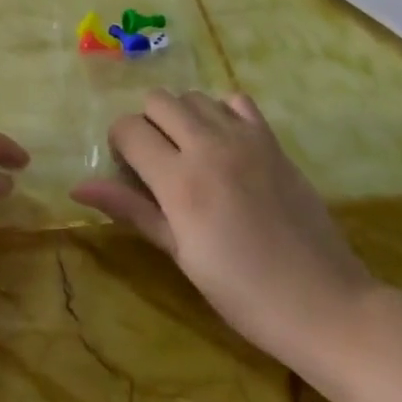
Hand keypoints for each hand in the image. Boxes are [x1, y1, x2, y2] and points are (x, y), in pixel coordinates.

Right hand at [72, 89, 378, 363]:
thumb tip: (77, 186)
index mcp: (180, 181)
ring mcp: (246, 139)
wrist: (325, 304)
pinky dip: (221, 112)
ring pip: (194, 96)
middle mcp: (209, 147)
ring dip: (182, 116)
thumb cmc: (242, 292)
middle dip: (147, 123)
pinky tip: (225, 144)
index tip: (129, 172)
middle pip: (158, 100)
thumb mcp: (179, 254)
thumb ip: (131, 209)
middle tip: (157, 161)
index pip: (128, 129)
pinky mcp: (274, 142)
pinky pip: (236, 101)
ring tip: (190, 153)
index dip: (120, 145)